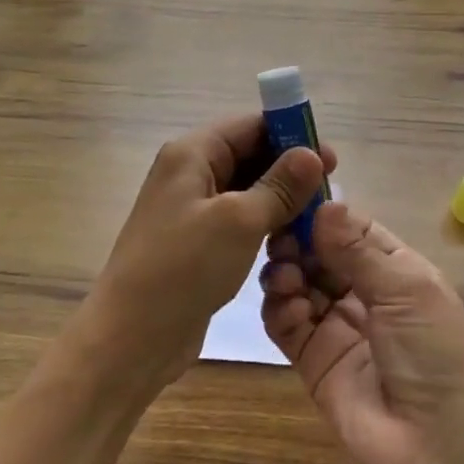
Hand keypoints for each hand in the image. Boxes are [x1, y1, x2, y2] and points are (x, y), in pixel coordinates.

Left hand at [80, 114, 335, 394]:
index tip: (330, 156)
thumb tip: (311, 154)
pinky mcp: (197, 243)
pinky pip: (238, 221)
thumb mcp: (239, 221)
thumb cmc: (184, 267)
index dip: (291, 134)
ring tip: (318, 216)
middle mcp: (189, 174)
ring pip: (246, 190)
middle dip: (289, 169)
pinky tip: (291, 240)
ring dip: (281, 199)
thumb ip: (279, 186)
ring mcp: (192, 210)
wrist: (132, 337)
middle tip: (331, 189)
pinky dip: (265, 224)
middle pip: (248, 155)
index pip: (249, 126)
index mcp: (192, 154)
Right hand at [260, 201, 463, 463]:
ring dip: (286, 272)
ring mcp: (336, 327)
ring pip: (297, 284)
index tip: (291, 197)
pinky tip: (289, 307)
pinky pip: (285, 324)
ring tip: (286, 278)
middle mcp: (364, 293)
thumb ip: (359, 250)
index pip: (352, 229)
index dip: (323, 215)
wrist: (440, 449)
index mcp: (395, 270)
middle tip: (280, 240)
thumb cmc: (436, 354)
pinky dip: (280, 309)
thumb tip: (323, 205)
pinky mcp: (312, 360)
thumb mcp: (407, 291)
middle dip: (297, 242)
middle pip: (318, 253)